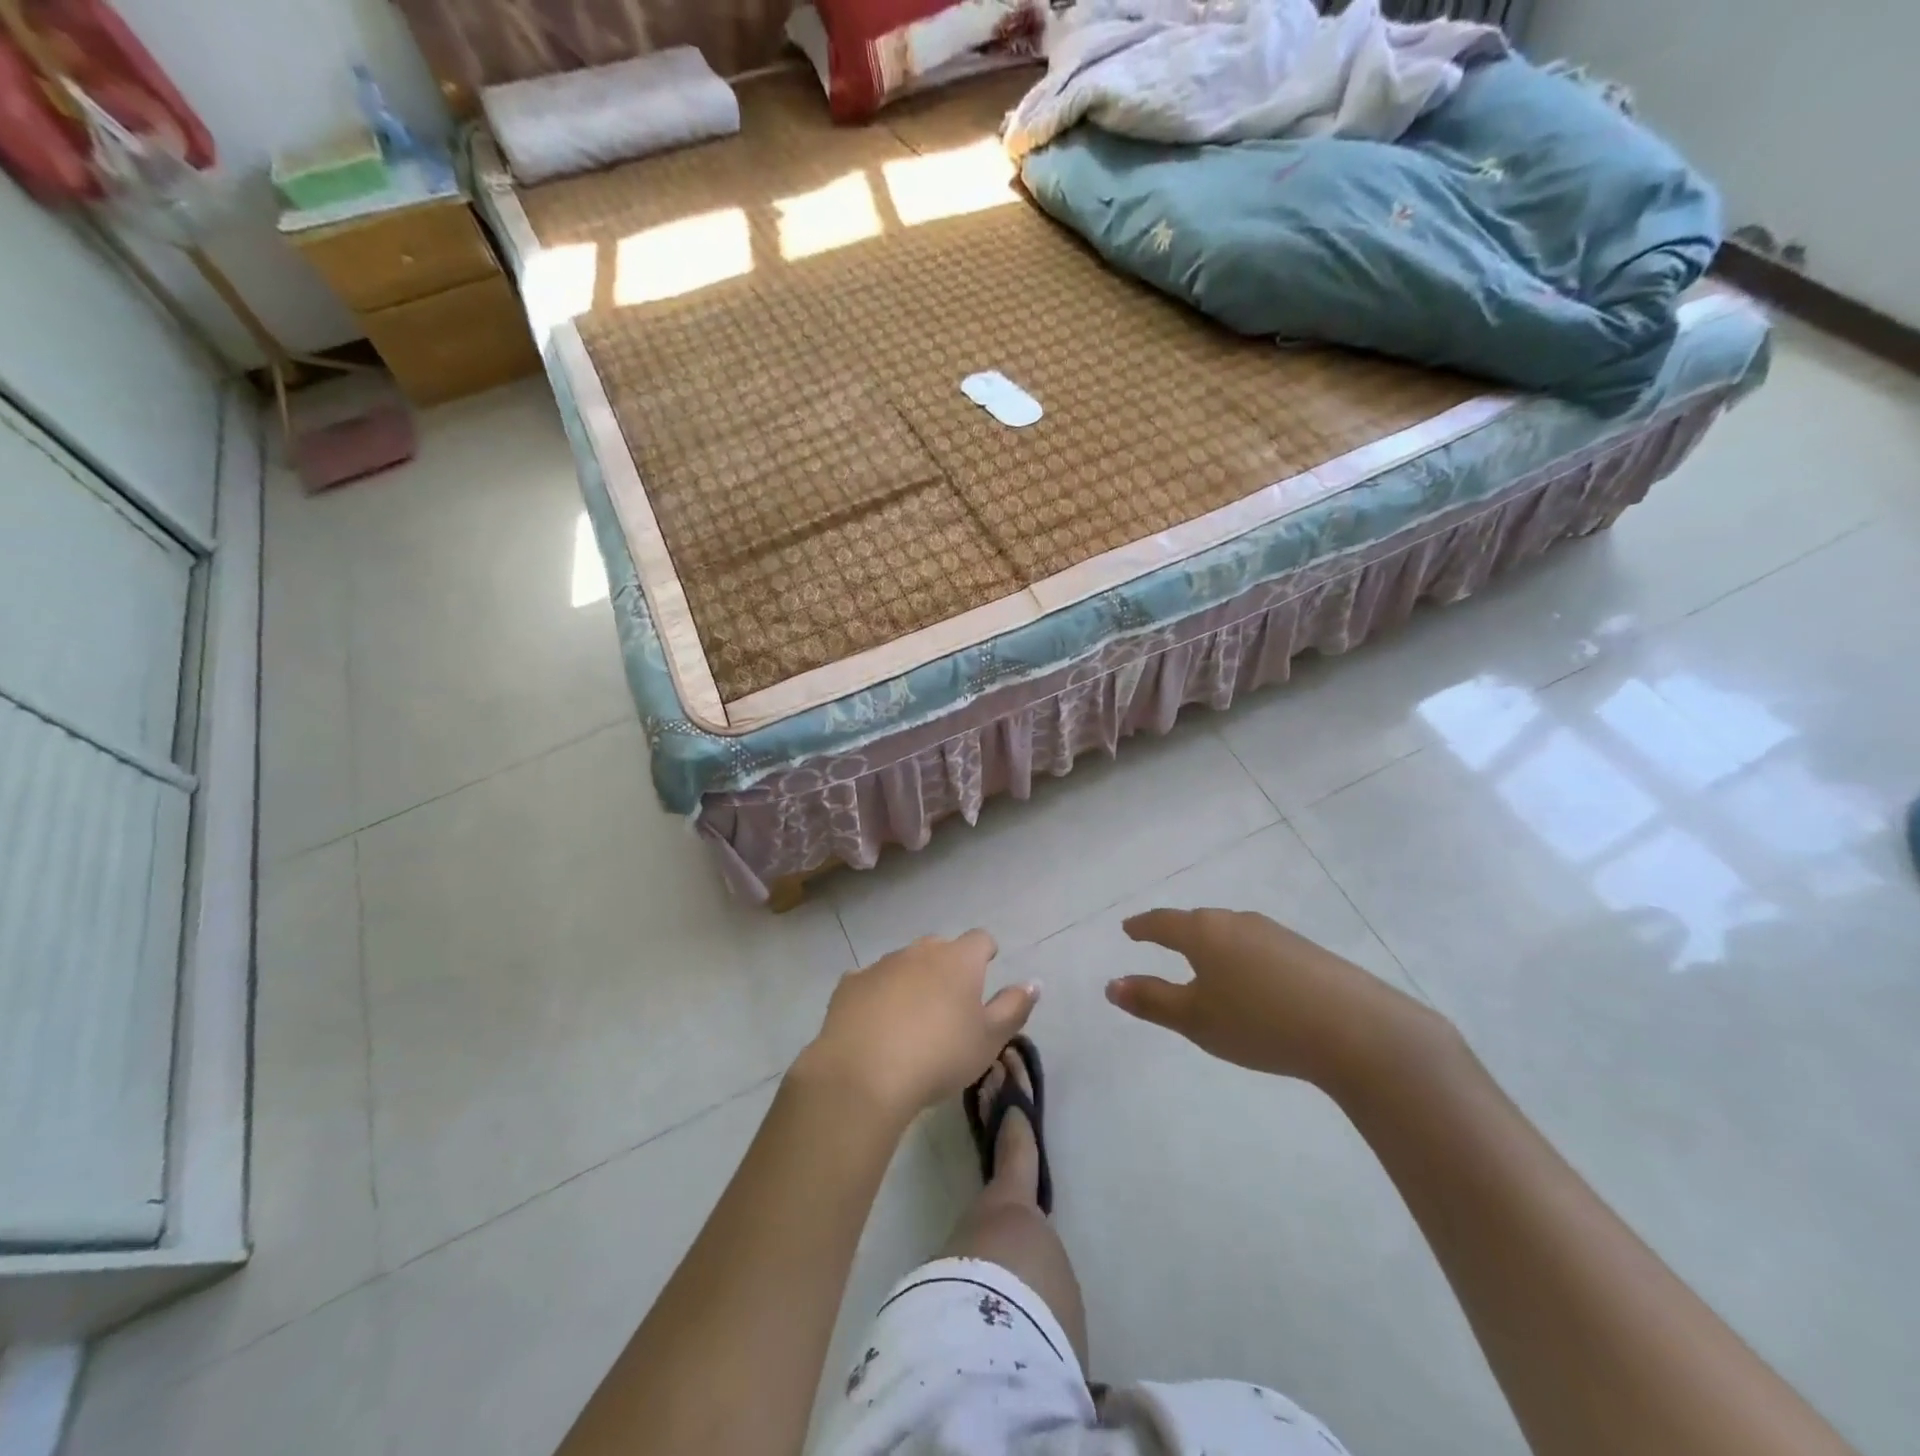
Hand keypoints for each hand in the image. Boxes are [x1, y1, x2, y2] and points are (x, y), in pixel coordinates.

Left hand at [796, 931, 1037, 1120]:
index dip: (985, 952)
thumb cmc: (939, 1056)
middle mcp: (919, 952)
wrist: (864, 1075)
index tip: (986, 969)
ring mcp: (881, 965)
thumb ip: (1014, 1007)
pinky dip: (877, 995)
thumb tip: (1033, 982)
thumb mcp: (989, 1040)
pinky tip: (875, 1024)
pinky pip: (870, 982)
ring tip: (911, 1017)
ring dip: (911, 980)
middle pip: (939, 948)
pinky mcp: (849, 985)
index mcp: (958, 960)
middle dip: (947, 965)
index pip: (980, 939)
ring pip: (903, 963)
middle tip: (950, 1001)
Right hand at [1108, 908, 1444, 1092]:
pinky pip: (1257, 947)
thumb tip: (1111, 985)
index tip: (1128, 929)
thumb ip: (1151, 1001)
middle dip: (1177, 933)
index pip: (1162, 922)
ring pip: (1230, 934)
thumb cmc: (1260, 1022)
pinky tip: (1252, 983)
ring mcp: (1275, 933)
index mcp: (1203, 932)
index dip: (1142, 927)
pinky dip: (1241, 958)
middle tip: (1161, 944)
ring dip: (1212, 946)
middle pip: (1197, 923)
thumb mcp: (1196, 1019)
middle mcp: (1236, 922)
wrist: (1357, 1030)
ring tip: (1205, 967)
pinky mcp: (1305, 950)